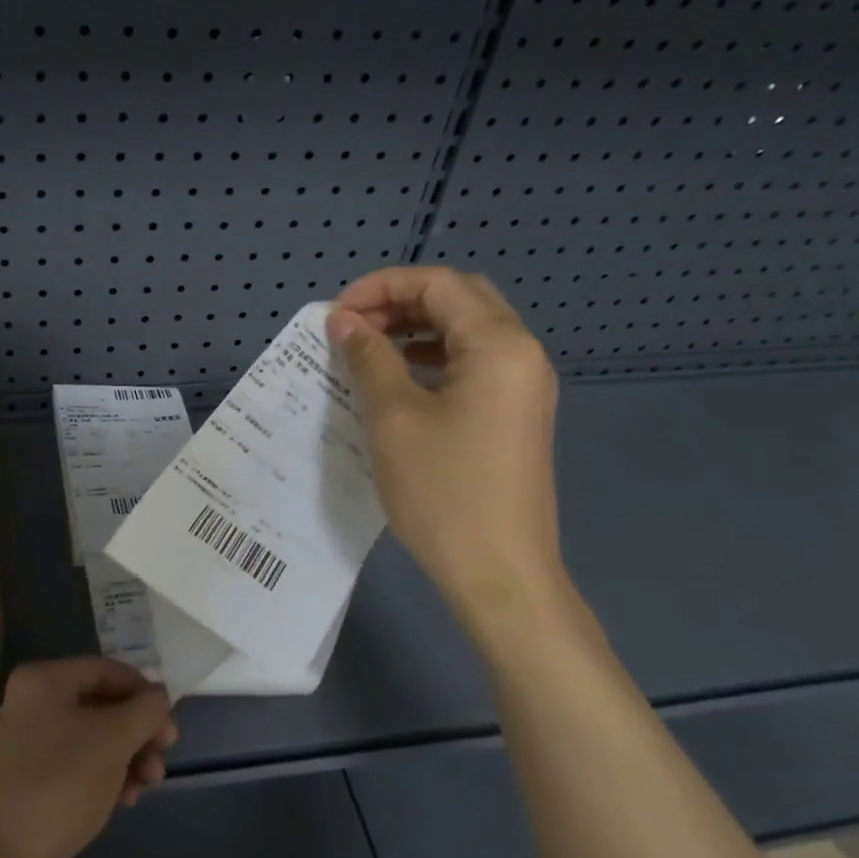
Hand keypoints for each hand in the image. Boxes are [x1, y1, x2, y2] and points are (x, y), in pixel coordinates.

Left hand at [0, 658, 177, 857]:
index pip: (106, 670)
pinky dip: (105, 774)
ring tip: (148, 785)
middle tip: (163, 757)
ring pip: (92, 736)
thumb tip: (159, 695)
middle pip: (100, 705)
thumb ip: (145, 710)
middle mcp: (30, 703)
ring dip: (127, 756)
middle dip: (138, 731)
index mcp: (42, 681)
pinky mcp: (29, 777)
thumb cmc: (62, 785)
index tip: (168, 724)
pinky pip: (76, 762)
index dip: (143, 692)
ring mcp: (26, 742)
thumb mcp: (114, 740)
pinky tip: (126, 799)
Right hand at [328, 266, 564, 627]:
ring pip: (466, 333)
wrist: (499, 573)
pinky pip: (471, 366)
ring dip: (415, 329)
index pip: (439, 284)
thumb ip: (369, 358)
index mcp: (499, 345)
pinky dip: (431, 359)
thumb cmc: (443, 491)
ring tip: (367, 349)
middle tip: (351, 326)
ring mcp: (522, 387)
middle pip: (459, 300)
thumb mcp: (394, 418)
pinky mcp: (513, 416)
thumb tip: (344, 320)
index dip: (382, 286)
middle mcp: (521, 355)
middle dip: (400, 302)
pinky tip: (398, 379)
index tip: (336, 313)